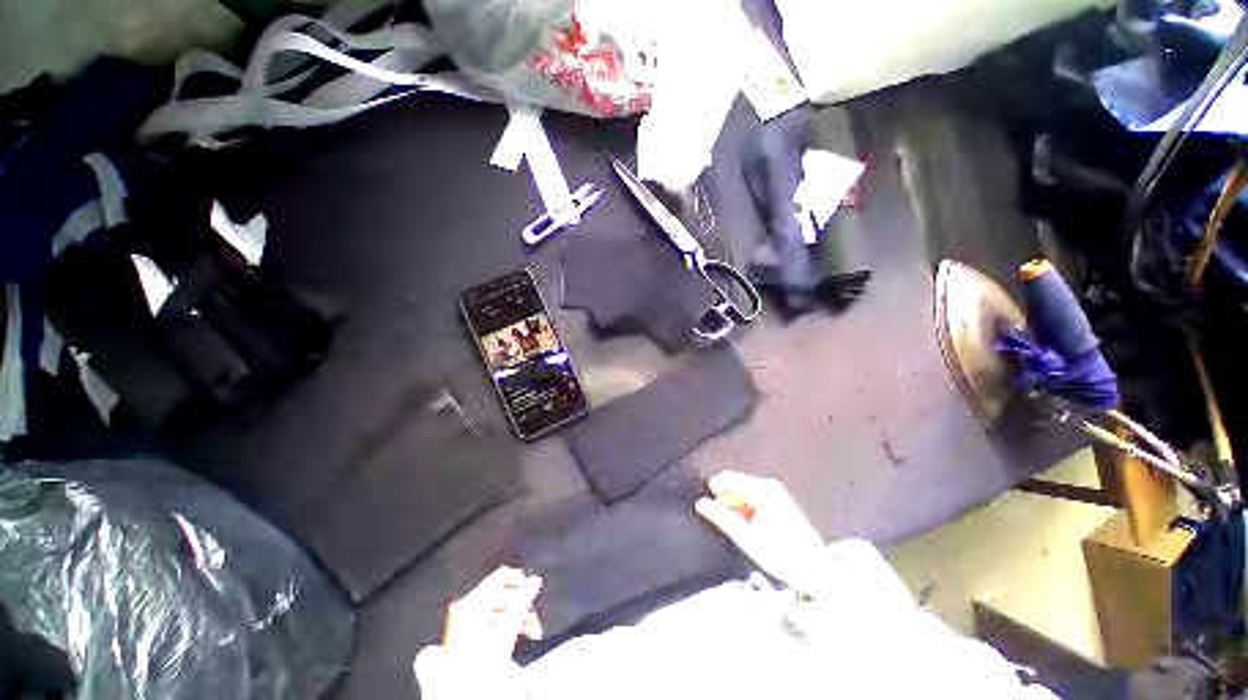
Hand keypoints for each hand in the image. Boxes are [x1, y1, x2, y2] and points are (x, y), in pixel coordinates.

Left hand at [442, 566, 543, 660]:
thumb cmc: (479, 664)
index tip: (530, 582)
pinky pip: (486, 623)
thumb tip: (534, 581)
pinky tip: (516, 635)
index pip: (496, 579)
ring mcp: (460, 625)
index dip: (516, 578)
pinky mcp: (462, 639)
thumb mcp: (508, 628)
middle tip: (532, 610)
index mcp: (470, 603)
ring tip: (530, 627)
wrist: (462, 692)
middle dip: (518, 603)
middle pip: (497, 596)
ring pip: (494, 611)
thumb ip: (523, 600)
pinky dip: (503, 626)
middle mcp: (463, 610)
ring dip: (514, 617)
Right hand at [695, 470, 832, 597]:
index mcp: (762, 490)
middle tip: (722, 521)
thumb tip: (700, 503)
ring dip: (737, 506)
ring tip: (737, 528)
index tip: (706, 506)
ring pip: (746, 493)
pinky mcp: (782, 503)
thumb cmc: (782, 555)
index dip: (714, 489)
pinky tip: (750, 528)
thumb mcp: (747, 538)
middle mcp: (770, 486)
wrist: (818, 572)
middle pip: (738, 485)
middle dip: (726, 500)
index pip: (729, 478)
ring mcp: (778, 493)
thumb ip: (722, 518)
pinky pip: (756, 499)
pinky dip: (748, 509)